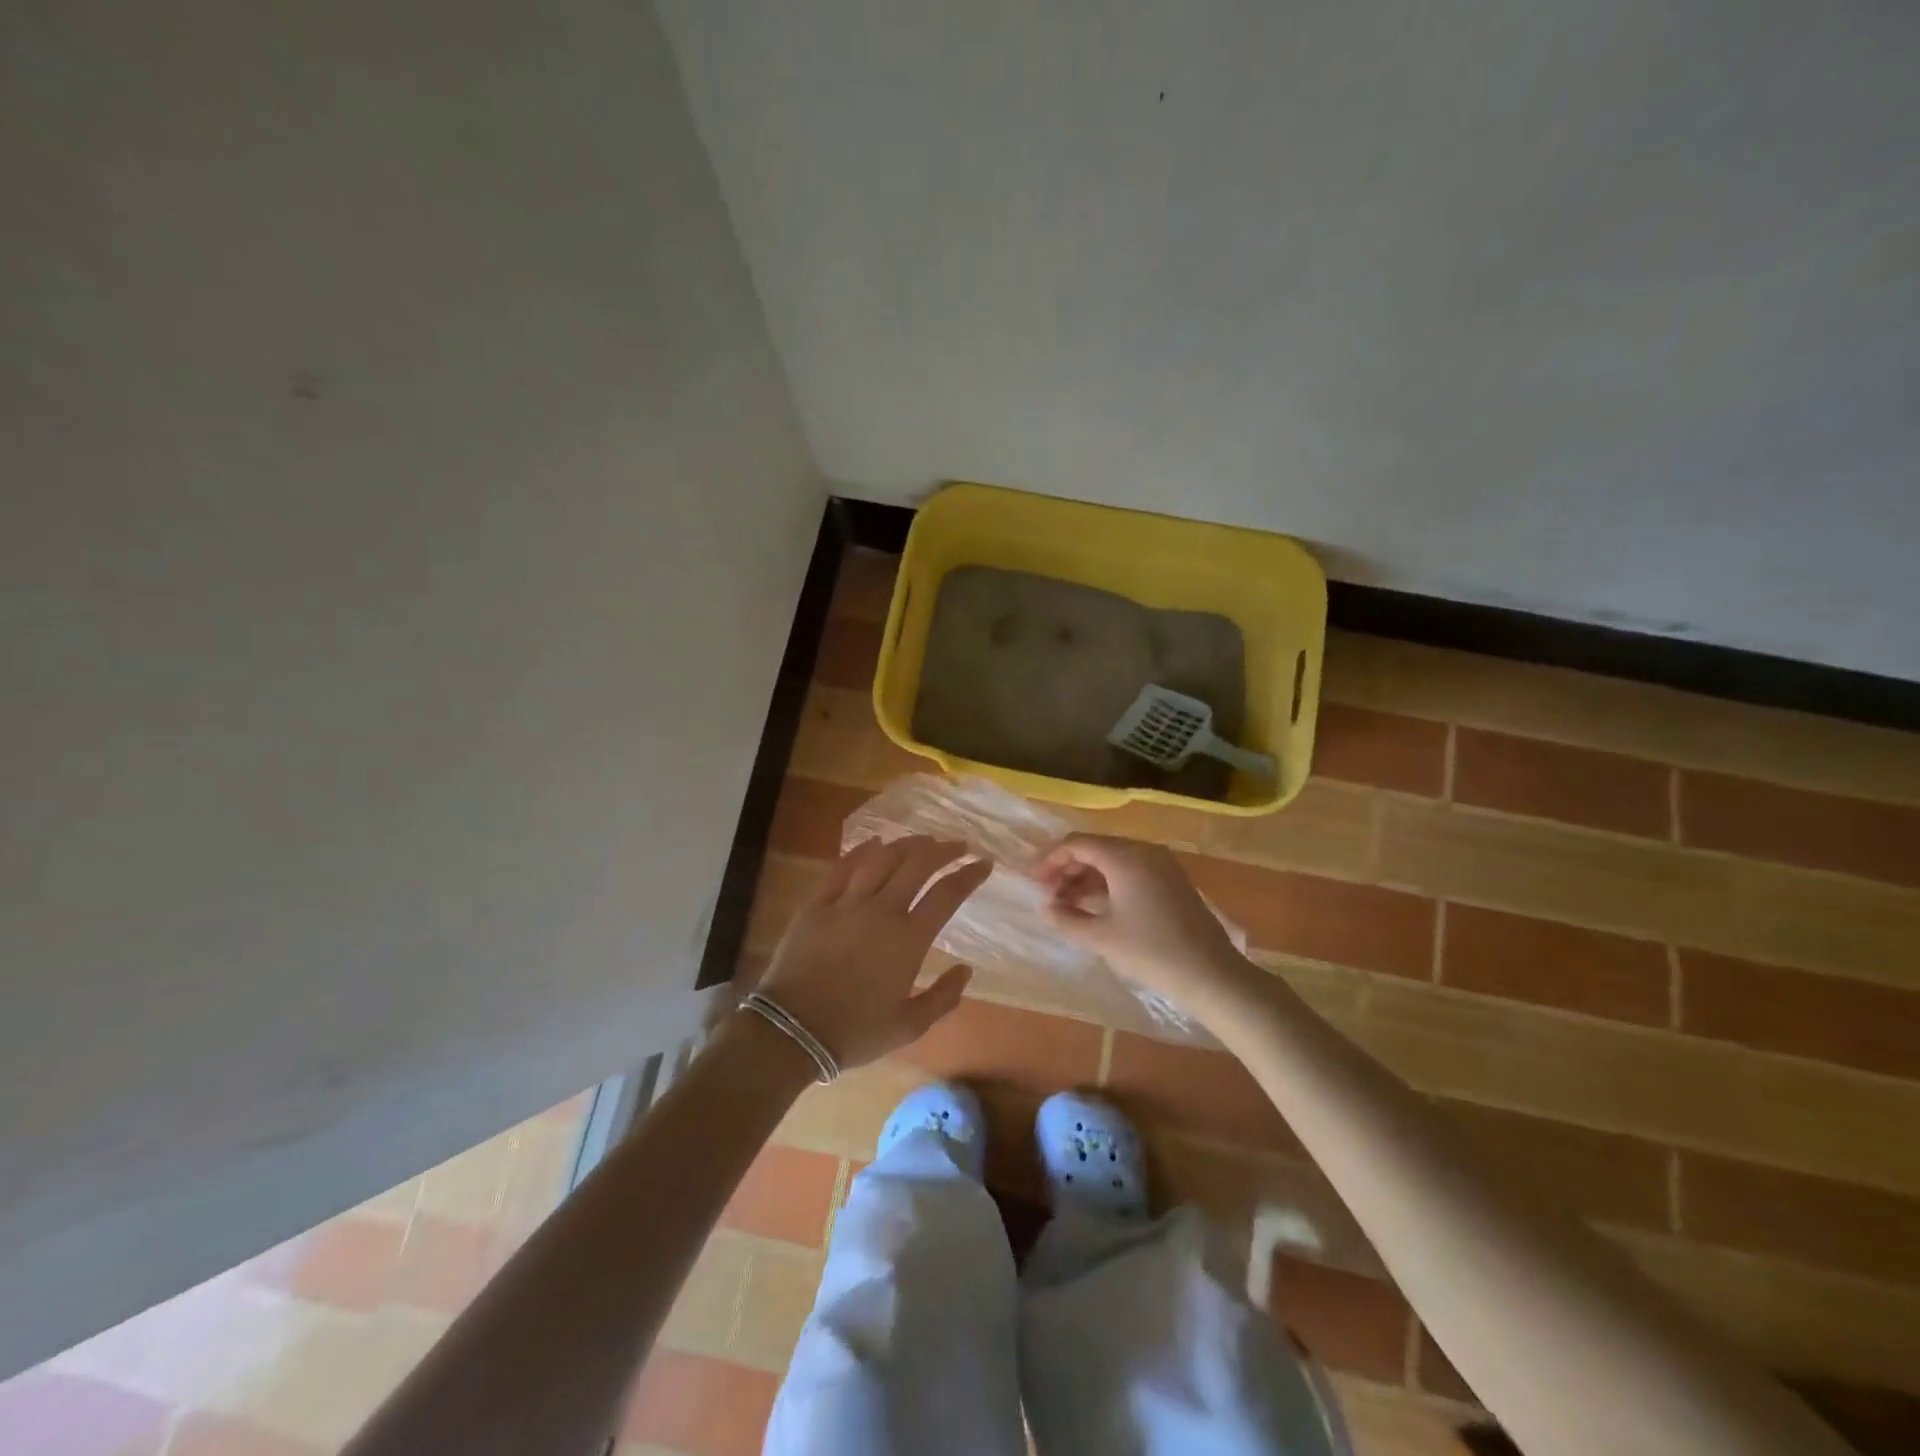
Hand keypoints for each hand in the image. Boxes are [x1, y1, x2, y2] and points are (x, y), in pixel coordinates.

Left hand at [752, 835, 989, 1070]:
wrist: (792, 1031)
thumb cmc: (855, 1032)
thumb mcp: (909, 1027)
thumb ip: (943, 997)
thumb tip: (966, 970)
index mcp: (908, 940)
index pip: (947, 894)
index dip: (970, 874)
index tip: (984, 863)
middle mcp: (882, 911)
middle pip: (917, 864)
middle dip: (943, 850)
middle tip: (958, 845)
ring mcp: (847, 903)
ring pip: (882, 858)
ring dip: (906, 845)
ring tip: (922, 841)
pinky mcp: (817, 904)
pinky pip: (842, 867)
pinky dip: (862, 851)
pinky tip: (874, 842)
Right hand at [1032, 833, 1248, 1008]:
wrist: (1211, 975)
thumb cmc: (1151, 952)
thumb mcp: (1101, 937)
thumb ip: (1066, 919)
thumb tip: (1045, 907)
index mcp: (1125, 856)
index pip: (1076, 844)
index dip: (1049, 860)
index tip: (1031, 881)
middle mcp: (1143, 851)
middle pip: (1094, 848)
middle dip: (1066, 869)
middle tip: (1047, 895)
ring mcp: (1161, 864)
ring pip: (1113, 860)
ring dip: (1086, 878)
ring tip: (1066, 905)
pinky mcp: (1171, 880)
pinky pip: (1130, 870)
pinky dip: (1108, 884)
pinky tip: (1095, 907)